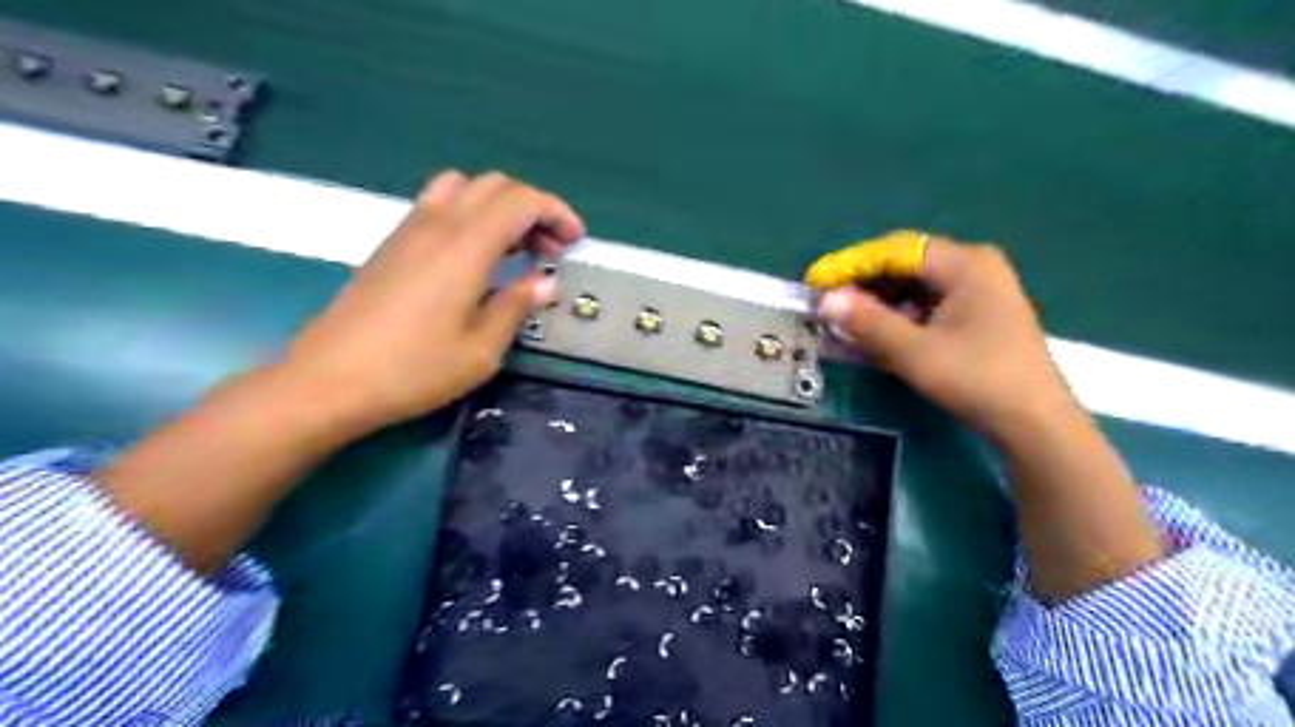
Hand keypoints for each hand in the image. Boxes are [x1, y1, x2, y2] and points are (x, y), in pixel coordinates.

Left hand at [284, 172, 589, 431]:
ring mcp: (408, 231)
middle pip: (494, 186)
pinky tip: (476, 258)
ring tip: (516, 248)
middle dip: (532, 209)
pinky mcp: (391, 245)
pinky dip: (470, 216)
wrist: (327, 381)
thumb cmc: (413, 370)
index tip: (574, 241)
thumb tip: (545, 282)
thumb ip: (516, 307)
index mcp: (465, 246)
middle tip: (551, 249)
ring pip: (463, 188)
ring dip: (499, 207)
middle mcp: (437, 225)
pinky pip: (438, 207)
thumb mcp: (481, 350)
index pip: (520, 200)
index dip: (556, 211)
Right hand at [818, 236, 1073, 436]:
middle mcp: (973, 267)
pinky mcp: (978, 314)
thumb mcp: (915, 352)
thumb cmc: (977, 379)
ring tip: (847, 321)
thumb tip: (825, 300)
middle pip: (905, 264)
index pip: (895, 250)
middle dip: (863, 283)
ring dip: (879, 301)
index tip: (816, 282)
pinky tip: (878, 333)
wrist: (1035, 423)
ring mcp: (979, 290)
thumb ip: (868, 322)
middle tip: (828, 303)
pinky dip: (899, 315)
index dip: (851, 264)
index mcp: (964, 263)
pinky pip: (927, 303)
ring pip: (915, 285)